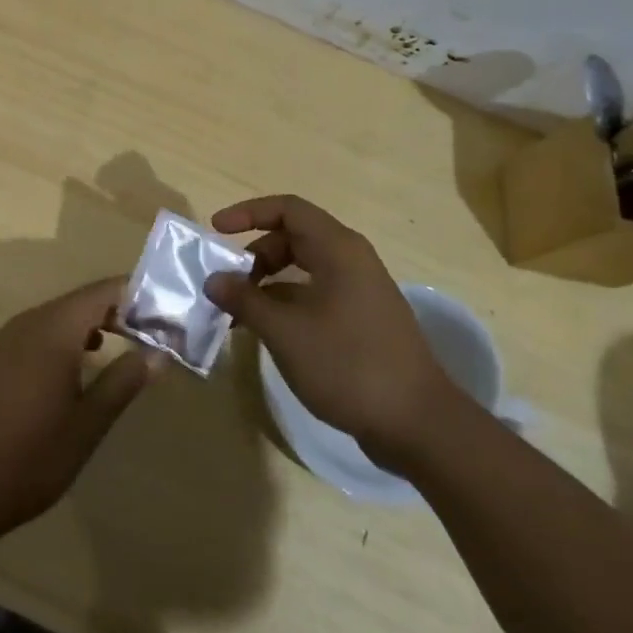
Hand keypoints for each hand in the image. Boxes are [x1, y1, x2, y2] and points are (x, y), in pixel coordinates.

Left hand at [0, 278, 161, 547]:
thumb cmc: (29, 457)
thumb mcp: (87, 425)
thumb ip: (123, 382)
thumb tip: (158, 353)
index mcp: (53, 329)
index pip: (104, 291)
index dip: (139, 296)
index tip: (168, 314)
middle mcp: (27, 323)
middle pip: (81, 301)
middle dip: (119, 311)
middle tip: (154, 333)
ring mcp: (5, 340)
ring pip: (58, 317)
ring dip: (92, 326)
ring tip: (125, 346)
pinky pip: (38, 334)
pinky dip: (66, 340)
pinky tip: (78, 367)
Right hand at [205, 195, 464, 470]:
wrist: (418, 424)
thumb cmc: (348, 365)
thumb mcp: (285, 332)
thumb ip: (245, 300)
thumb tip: (214, 280)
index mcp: (338, 249)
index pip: (287, 208)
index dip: (248, 213)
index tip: (216, 230)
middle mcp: (351, 260)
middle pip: (294, 237)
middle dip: (255, 254)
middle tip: (228, 282)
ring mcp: (360, 291)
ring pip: (303, 269)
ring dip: (267, 283)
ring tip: (240, 313)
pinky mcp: (363, 320)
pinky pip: (315, 294)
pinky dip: (287, 303)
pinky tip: (267, 332)